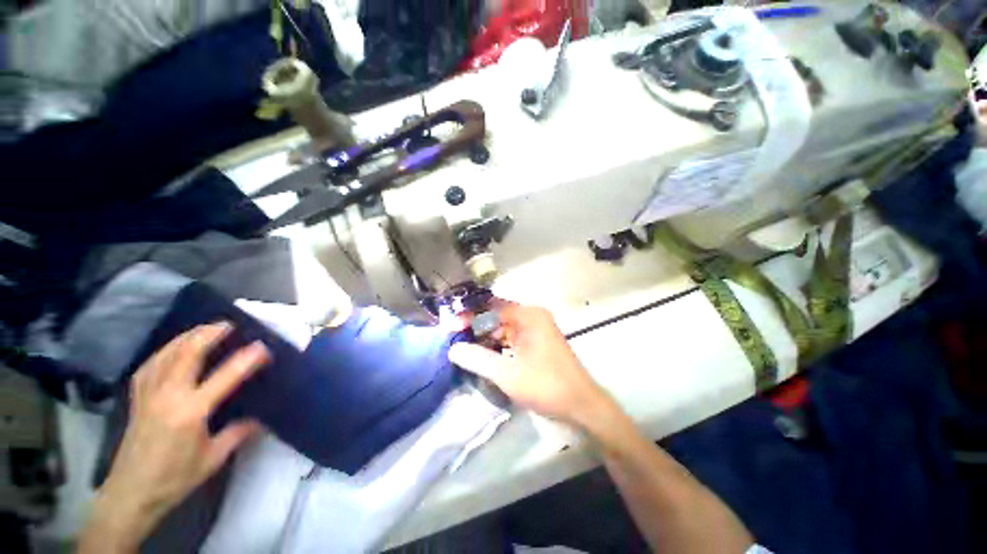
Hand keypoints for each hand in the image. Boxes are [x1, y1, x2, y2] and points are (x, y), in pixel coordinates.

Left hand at [78, 324, 268, 552]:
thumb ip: (237, 434)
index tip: (262, 347)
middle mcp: (168, 396)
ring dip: (186, 337)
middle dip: (208, 334)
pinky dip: (164, 350)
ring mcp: (148, 394)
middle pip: (187, 354)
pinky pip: (150, 365)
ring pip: (166, 354)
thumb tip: (259, 418)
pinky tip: (171, 349)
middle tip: (228, 324)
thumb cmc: (175, 478)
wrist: (131, 493)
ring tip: (203, 329)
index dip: (246, 359)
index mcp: (190, 412)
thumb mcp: (213, 459)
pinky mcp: (137, 398)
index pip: (224, 377)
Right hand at [449, 303, 610, 427]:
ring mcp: (536, 330)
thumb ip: (477, 359)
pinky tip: (483, 355)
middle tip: (454, 339)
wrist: (581, 405)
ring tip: (463, 348)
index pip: (492, 307)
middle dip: (476, 327)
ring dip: (485, 338)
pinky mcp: (536, 344)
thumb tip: (453, 349)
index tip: (451, 326)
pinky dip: (497, 346)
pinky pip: (511, 339)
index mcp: (528, 316)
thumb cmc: (545, 385)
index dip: (470, 315)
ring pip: (503, 329)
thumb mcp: (507, 373)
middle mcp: (532, 317)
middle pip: (497, 316)